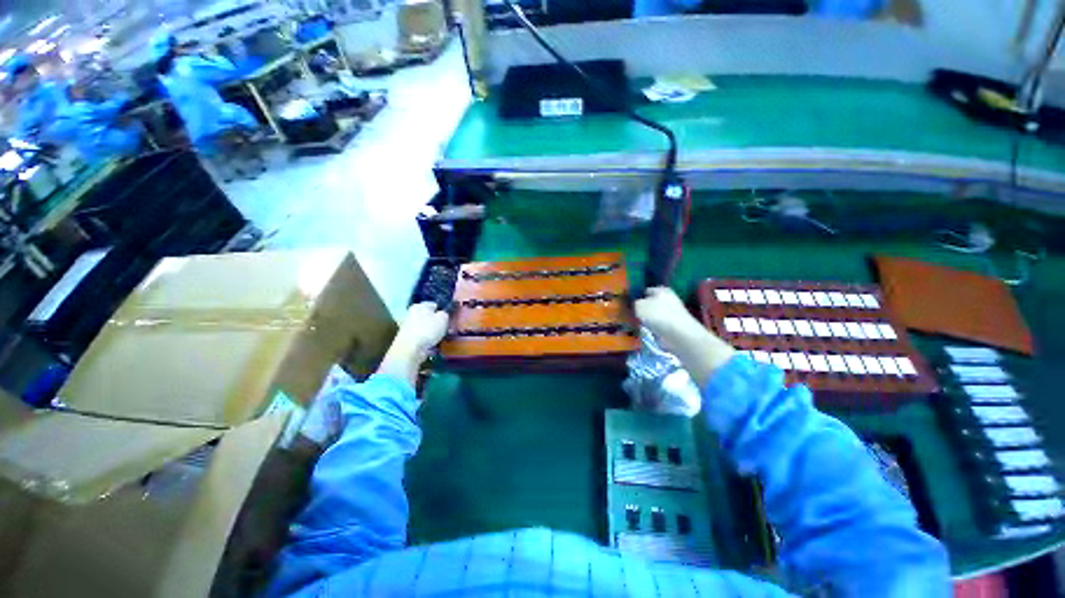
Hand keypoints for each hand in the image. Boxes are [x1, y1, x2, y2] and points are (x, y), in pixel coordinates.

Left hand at [377, 302, 448, 384]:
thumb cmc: (427, 329)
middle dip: (438, 323)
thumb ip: (445, 313)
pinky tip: (434, 345)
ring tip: (442, 338)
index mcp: (419, 306)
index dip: (443, 310)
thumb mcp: (443, 318)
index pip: (435, 305)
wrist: (410, 349)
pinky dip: (429, 341)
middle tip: (447, 329)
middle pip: (430, 317)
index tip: (450, 318)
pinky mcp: (409, 340)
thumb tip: (443, 314)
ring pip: (427, 328)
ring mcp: (409, 328)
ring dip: (434, 333)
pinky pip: (423, 338)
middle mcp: (412, 314)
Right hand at [635, 287, 733, 387]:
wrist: (679, 334)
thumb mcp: (639, 306)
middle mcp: (668, 299)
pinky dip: (653, 329)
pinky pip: (658, 325)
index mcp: (661, 290)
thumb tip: (635, 306)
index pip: (646, 291)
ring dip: (646, 320)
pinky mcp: (674, 326)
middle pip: (650, 303)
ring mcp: (672, 313)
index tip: (629, 304)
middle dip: (642, 309)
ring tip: (638, 325)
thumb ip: (635, 304)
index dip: (637, 296)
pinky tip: (647, 332)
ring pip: (654, 315)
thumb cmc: (658, 315)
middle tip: (631, 315)